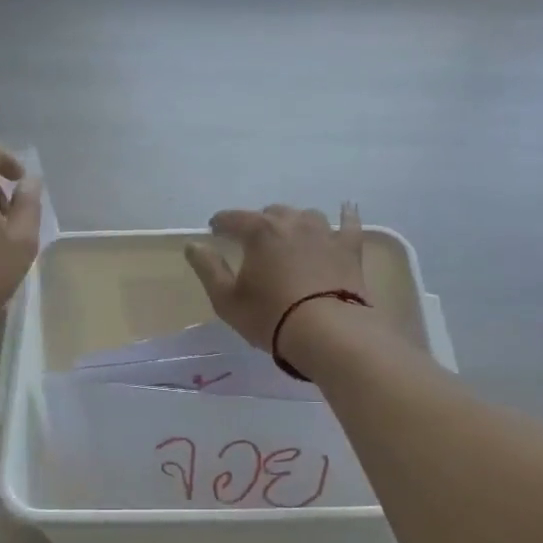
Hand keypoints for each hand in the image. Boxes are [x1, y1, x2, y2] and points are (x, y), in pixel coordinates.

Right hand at [184, 203, 365, 350]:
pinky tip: (346, 209)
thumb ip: (208, 268)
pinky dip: (345, 216)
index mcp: (259, 231)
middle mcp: (292, 222)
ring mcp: (324, 233)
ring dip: (294, 222)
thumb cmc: (271, 317)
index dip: (221, 223)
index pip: (233, 218)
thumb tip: (193, 245)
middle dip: (259, 224)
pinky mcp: (349, 249)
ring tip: (290, 236)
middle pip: (271, 213)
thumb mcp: (227, 299)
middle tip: (253, 243)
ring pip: (306, 215)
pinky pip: (348, 224)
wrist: (329, 333)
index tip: (214, 231)